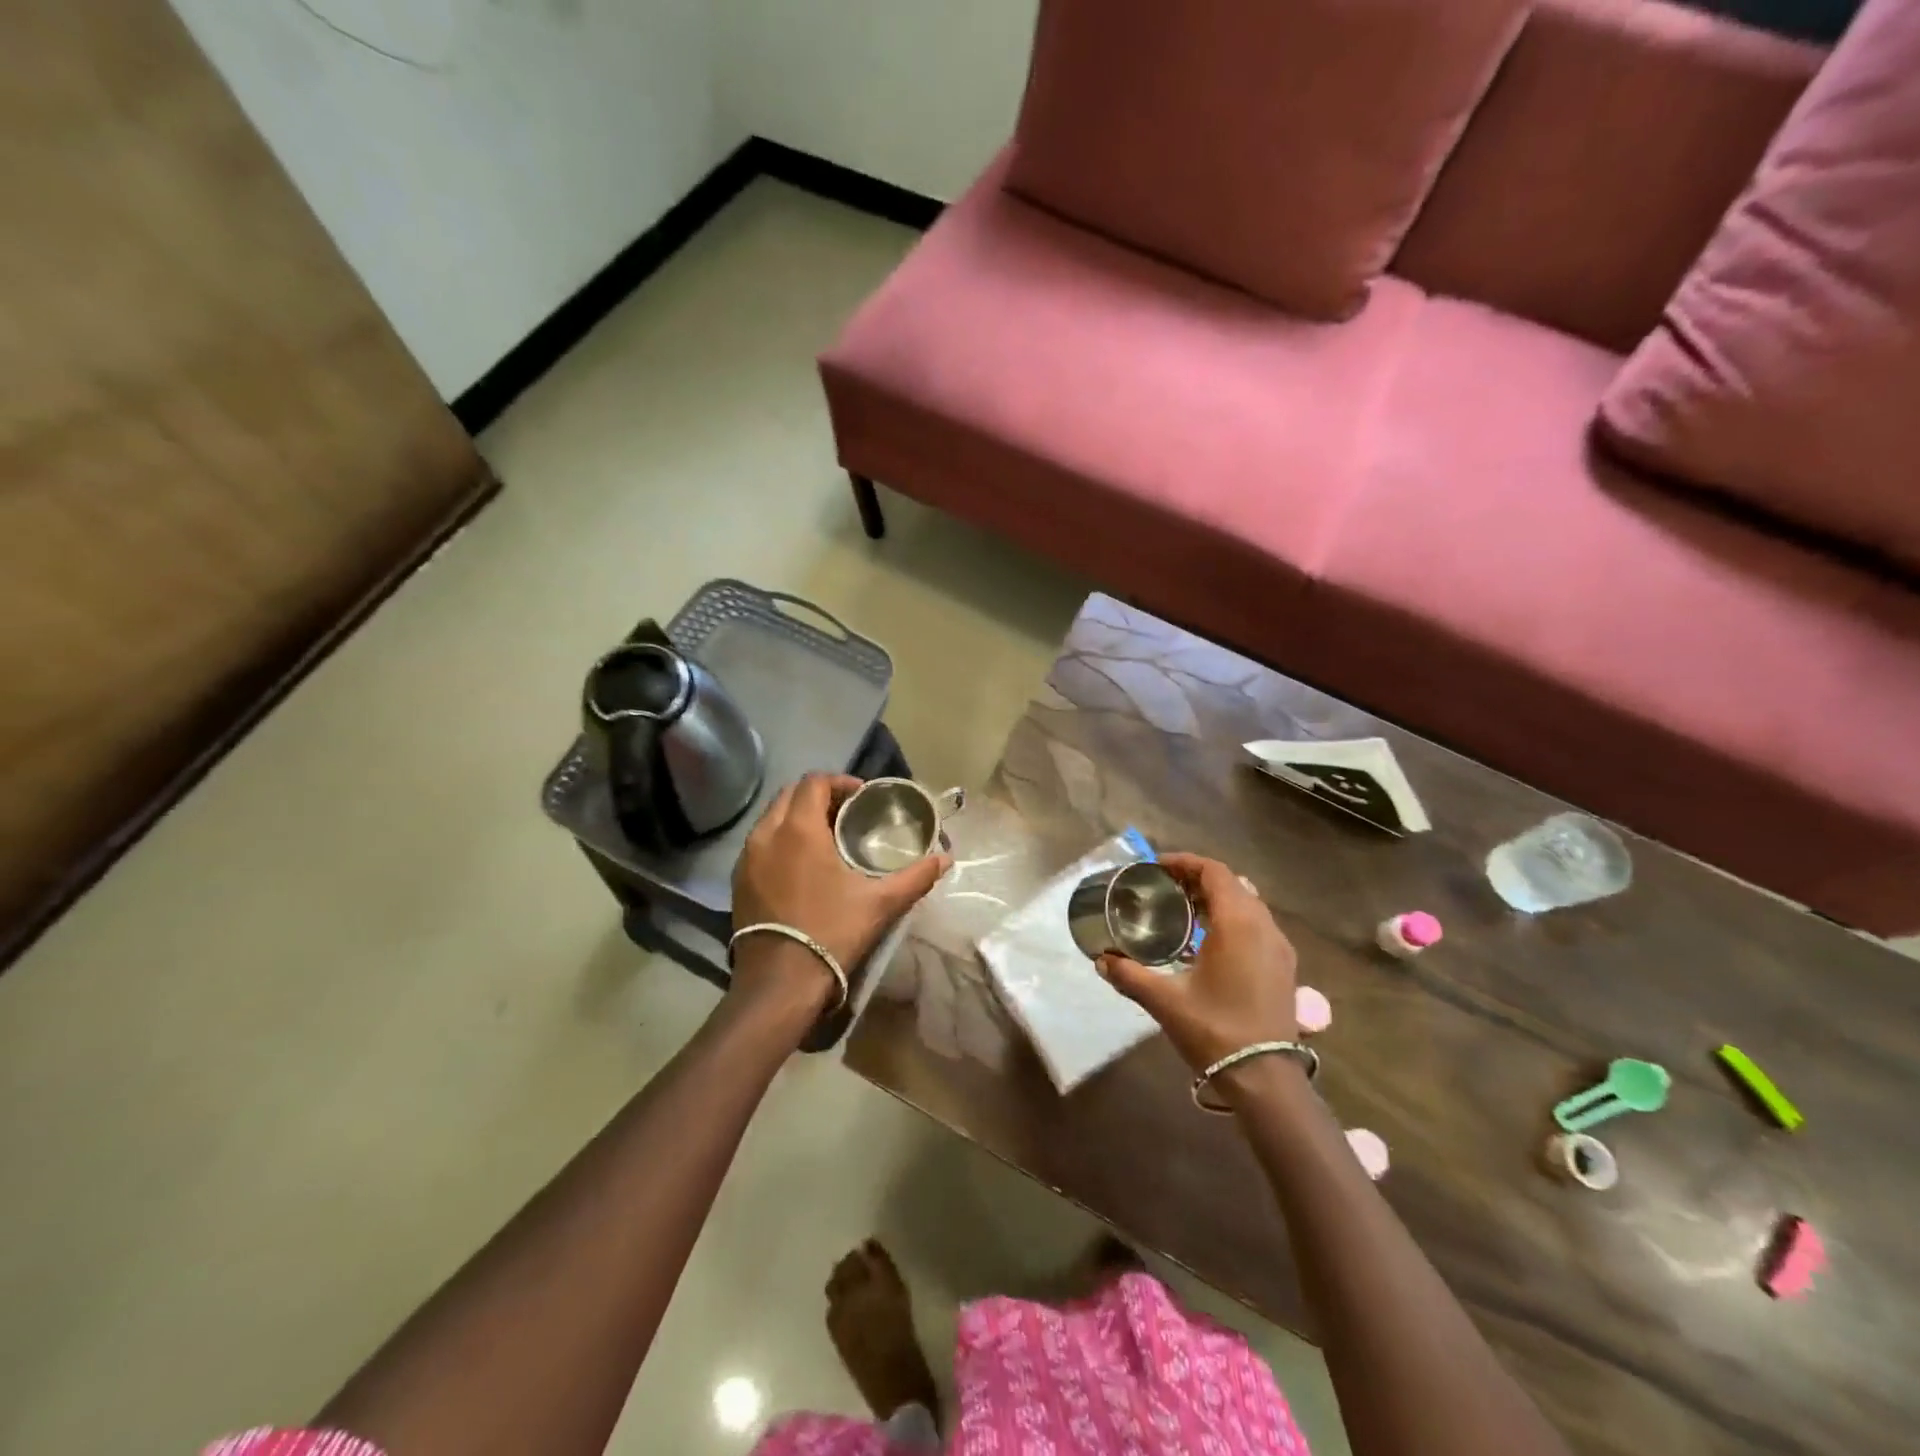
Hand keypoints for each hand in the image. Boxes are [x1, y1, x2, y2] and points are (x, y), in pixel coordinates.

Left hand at [730, 774, 949, 1009]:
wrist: (780, 983)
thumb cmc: (832, 932)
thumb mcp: (880, 903)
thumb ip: (916, 876)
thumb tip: (945, 858)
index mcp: (798, 829)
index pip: (814, 782)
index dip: (840, 782)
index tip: (862, 797)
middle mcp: (766, 834)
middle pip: (789, 795)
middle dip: (818, 796)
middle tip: (846, 814)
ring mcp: (747, 858)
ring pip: (771, 819)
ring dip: (797, 817)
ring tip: (826, 837)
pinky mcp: (738, 881)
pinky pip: (760, 844)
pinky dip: (781, 840)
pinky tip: (802, 865)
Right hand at [1096, 853, 1297, 1071]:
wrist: (1265, 1080)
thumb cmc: (1215, 1030)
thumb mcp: (1165, 1000)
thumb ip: (1130, 974)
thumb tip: (1101, 959)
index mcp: (1238, 923)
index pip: (1215, 872)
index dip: (1185, 862)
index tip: (1157, 866)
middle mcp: (1264, 927)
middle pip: (1232, 884)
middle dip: (1198, 879)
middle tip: (1165, 887)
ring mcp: (1279, 948)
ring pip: (1248, 905)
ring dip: (1217, 899)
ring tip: (1183, 911)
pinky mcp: (1284, 968)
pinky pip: (1257, 926)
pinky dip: (1232, 920)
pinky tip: (1206, 942)